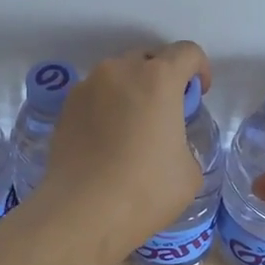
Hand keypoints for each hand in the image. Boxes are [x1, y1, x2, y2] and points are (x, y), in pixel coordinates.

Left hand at [35, 42, 211, 257]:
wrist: (81, 213)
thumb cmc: (146, 190)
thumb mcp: (189, 170)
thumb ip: (183, 140)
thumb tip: (168, 142)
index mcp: (158, 78)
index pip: (187, 52)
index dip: (199, 69)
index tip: (198, 95)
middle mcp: (119, 71)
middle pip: (148, 59)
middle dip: (162, 79)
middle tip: (165, 113)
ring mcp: (86, 87)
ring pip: (117, 77)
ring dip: (131, 92)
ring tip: (132, 130)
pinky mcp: (64, 108)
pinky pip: (94, 97)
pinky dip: (106, 109)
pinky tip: (106, 143)